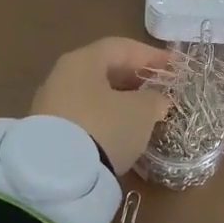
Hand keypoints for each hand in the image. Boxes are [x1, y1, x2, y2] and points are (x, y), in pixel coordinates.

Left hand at [31, 37, 173, 173]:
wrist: (58, 175)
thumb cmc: (105, 128)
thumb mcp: (141, 112)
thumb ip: (154, 99)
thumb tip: (156, 99)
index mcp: (83, 60)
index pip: (122, 47)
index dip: (152, 55)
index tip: (175, 67)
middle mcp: (62, 75)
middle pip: (105, 69)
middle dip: (136, 79)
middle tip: (161, 90)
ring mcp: (50, 104)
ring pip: (94, 94)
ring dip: (121, 100)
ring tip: (145, 113)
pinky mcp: (48, 131)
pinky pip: (84, 115)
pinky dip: (105, 118)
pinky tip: (121, 132)